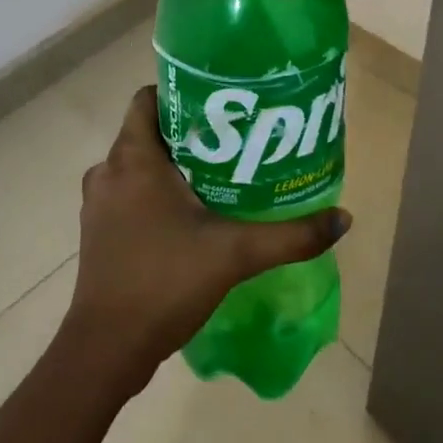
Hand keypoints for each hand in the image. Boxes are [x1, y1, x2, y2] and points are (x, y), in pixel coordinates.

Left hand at [62, 87, 350, 392]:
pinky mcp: (99, 230)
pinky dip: (158, 192)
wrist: (107, 349)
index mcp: (132, 158)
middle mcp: (108, 171)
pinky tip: (194, 212)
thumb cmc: (164, 283)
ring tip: (222, 172)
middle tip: (236, 138)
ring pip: (141, 164)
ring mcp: (99, 203)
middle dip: (191, 132)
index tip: (222, 104)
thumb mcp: (235, 254)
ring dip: (175, 165)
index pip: (149, 98)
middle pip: (150, 131)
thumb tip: (343, 219)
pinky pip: (131, 193)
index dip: (183, 93)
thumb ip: (290, 236)